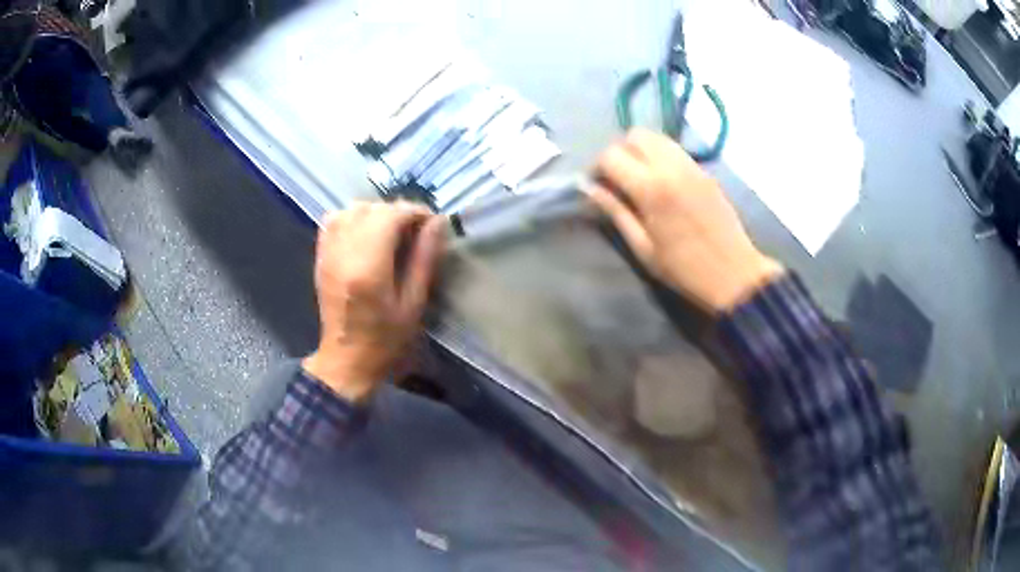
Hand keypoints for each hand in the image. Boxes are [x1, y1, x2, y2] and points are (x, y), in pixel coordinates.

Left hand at [303, 202, 446, 402]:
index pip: (391, 216)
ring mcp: (328, 253)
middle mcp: (344, 253)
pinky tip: (365, 233)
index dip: (415, 212)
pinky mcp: (321, 256)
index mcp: (369, 268)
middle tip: (415, 229)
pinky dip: (352, 217)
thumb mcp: (414, 304)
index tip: (431, 223)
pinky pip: (333, 220)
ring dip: (375, 212)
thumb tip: (437, 222)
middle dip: (397, 212)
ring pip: (351, 209)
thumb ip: (424, 259)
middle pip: (371, 209)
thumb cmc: (385, 338)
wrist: (346, 358)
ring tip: (390, 230)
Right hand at [586, 128, 782, 312]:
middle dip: (619, 152)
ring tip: (638, 177)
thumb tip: (590, 190)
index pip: (611, 156)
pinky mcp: (705, 171)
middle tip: (617, 178)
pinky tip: (662, 181)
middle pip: (634, 136)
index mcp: (651, 188)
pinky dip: (660, 156)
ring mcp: (691, 165)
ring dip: (640, 150)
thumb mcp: (643, 248)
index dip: (597, 168)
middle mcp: (671, 167)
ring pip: (657, 137)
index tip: (596, 186)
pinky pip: (675, 149)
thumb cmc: (684, 269)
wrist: (734, 274)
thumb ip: (616, 212)